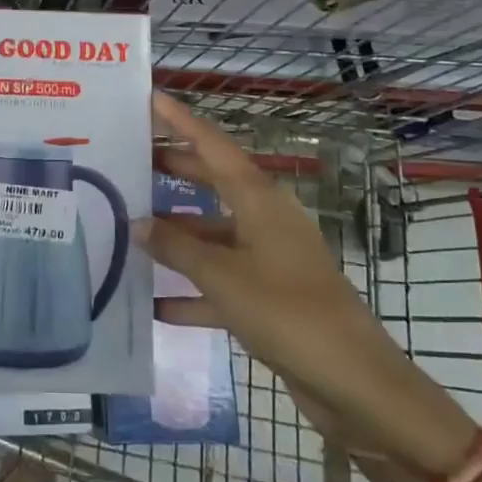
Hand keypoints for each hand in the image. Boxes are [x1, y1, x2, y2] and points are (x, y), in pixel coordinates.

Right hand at [141, 93, 477, 474]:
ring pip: (212, 232)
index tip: (149, 97)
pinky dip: (192, 289)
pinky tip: (156, 304)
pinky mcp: (269, 295)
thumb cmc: (287, 312)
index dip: (180, 120)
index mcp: (259, 199)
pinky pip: (221, 280)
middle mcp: (264, 218)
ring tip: (128, 228)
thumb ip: (177, 247)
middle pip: (211, 182)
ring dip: (176, 234)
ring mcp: (268, 257)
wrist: (354, 383)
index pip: (212, 144)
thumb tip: (137, 223)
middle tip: (126, 159)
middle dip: (172, 169)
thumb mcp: (223, 276)